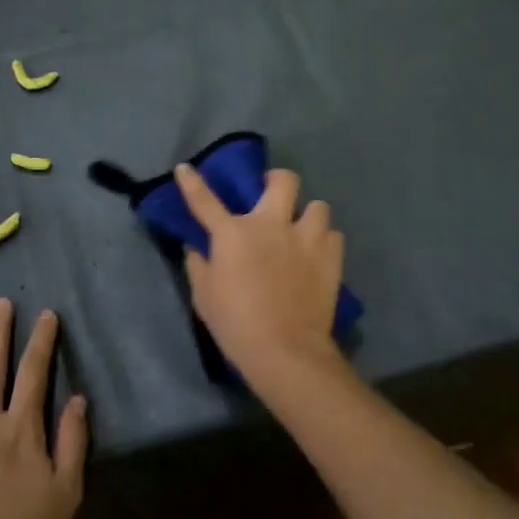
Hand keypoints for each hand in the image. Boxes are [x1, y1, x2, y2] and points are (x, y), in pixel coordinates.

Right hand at [174, 164, 348, 392]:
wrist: (285, 350)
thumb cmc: (236, 324)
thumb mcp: (204, 297)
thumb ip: (198, 265)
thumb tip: (196, 247)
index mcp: (234, 233)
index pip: (205, 200)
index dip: (192, 182)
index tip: (185, 168)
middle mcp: (271, 225)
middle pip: (284, 180)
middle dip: (277, 181)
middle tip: (271, 195)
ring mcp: (305, 238)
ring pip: (318, 205)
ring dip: (308, 216)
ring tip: (303, 232)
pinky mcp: (331, 257)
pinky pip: (333, 235)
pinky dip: (325, 242)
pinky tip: (318, 255)